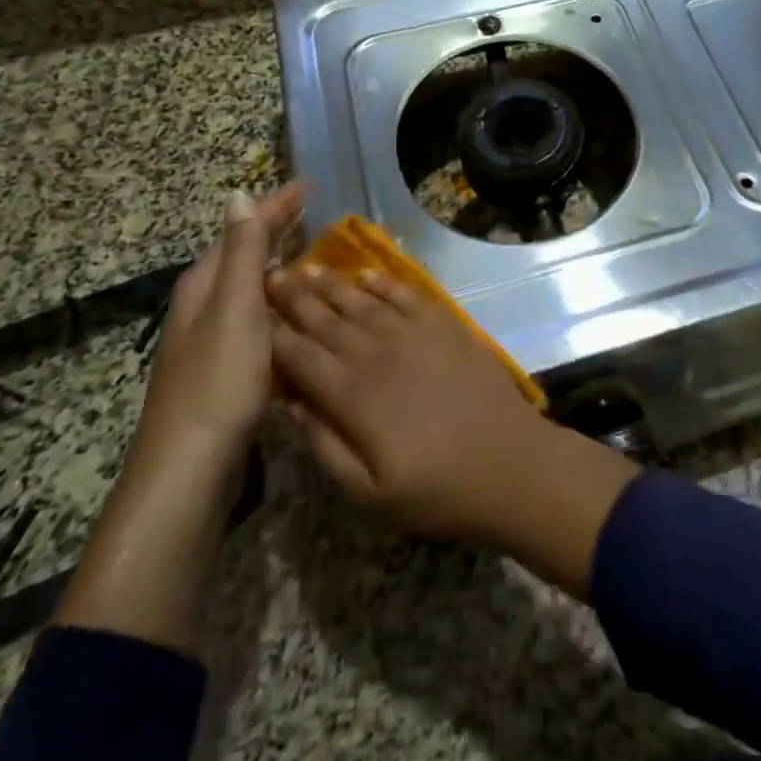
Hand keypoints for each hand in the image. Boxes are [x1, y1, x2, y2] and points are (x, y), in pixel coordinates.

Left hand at [135, 181, 303, 478]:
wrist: (190, 471)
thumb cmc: (217, 381)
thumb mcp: (235, 308)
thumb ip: (241, 253)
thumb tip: (237, 195)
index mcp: (204, 287)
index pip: (242, 231)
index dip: (274, 207)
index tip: (308, 185)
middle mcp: (204, 308)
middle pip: (242, 256)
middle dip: (274, 231)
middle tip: (313, 212)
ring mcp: (212, 342)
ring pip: (250, 289)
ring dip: (279, 266)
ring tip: (314, 253)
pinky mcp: (226, 371)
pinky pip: (258, 319)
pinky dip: (279, 303)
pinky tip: (299, 312)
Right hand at [268, 264, 639, 598]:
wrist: (509, 462)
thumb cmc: (436, 489)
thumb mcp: (368, 493)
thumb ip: (324, 446)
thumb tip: (290, 404)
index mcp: (352, 395)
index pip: (299, 357)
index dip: (273, 334)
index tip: (251, 312)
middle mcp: (376, 352)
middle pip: (325, 319)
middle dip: (294, 297)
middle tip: (271, 274)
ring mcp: (413, 332)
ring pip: (361, 301)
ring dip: (331, 284)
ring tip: (306, 267)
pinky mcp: (444, 323)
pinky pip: (405, 293)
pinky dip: (382, 282)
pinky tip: (366, 274)